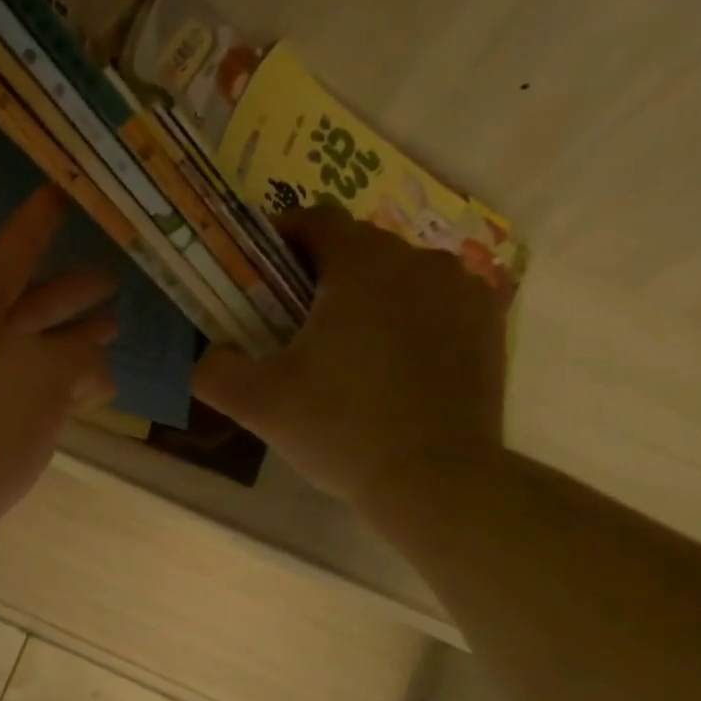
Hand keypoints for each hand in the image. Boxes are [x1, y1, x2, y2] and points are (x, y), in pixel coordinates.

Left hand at [0, 184, 117, 566]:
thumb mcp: (39, 373)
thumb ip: (77, 355)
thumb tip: (94, 365)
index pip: (9, 256)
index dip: (37, 225)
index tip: (60, 193)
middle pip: (24, 309)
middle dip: (68, 294)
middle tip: (114, 278)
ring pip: (29, 358)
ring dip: (70, 345)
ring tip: (114, 333)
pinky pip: (27, 400)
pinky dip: (59, 392)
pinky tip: (89, 396)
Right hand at [195, 205, 507, 510]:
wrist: (435, 480)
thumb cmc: (340, 429)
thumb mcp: (256, 403)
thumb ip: (215, 369)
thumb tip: (212, 353)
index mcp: (362, 265)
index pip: (315, 220)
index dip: (280, 238)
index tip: (260, 274)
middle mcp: (419, 261)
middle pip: (358, 248)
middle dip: (321, 275)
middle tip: (293, 324)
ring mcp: (463, 292)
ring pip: (400, 276)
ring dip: (368, 297)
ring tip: (347, 350)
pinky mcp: (488, 326)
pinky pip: (435, 304)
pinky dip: (408, 320)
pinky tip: (392, 367)